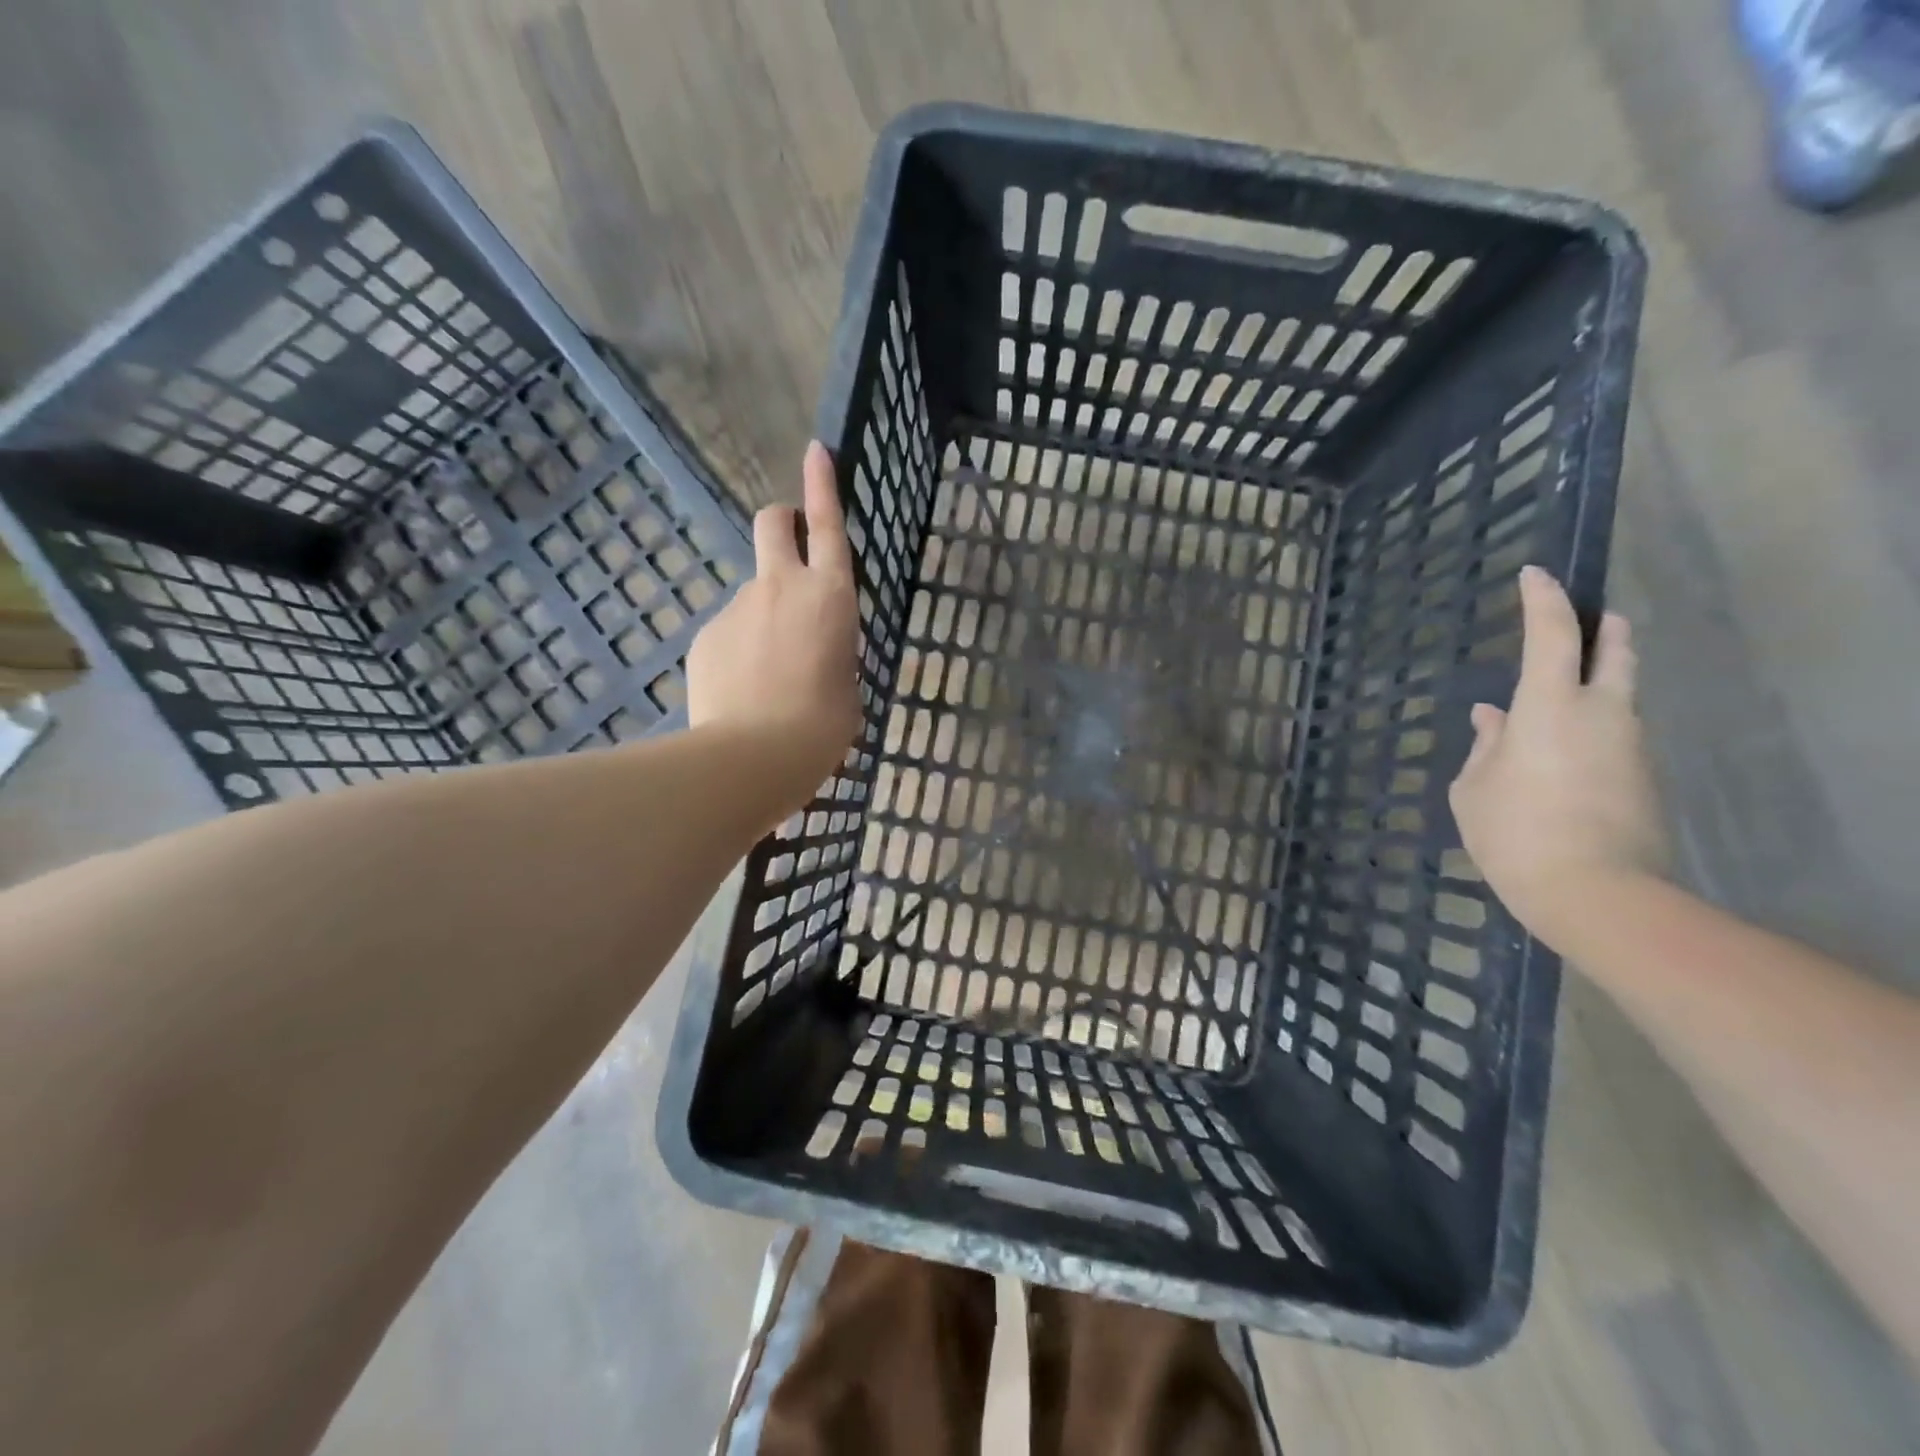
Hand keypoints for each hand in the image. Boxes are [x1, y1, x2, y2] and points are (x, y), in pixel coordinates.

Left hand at [687, 442, 861, 779]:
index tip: (816, 450)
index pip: (827, 525)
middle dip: (780, 523)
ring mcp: (736, 607)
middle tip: (787, 547)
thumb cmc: (822, 726)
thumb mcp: (848, 685)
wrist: (754, 757)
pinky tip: (743, 691)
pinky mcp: (705, 635)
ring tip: (770, 675)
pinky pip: (729, 632)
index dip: (822, 484)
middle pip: (771, 524)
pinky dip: (739, 650)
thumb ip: (833, 652)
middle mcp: (781, 587)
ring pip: (752, 593)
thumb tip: (814, 650)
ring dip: (763, 616)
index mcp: (830, 597)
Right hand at [1448, 566, 1666, 949]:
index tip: (1533, 574)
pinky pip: (1614, 737)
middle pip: (1614, 653)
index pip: (1552, 633)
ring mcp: (1630, 746)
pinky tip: (1561, 755)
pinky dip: (1591, 729)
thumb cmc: (1515, 831)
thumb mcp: (1475, 789)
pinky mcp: (1643, 778)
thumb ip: (1484, 747)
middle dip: (1604, 629)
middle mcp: (1601, 713)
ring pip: (1617, 698)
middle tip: (1595, 617)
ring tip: (1555, 701)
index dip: (1542, 599)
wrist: (1595, 892)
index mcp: (1550, 706)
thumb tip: (1491, 718)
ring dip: (1594, 686)